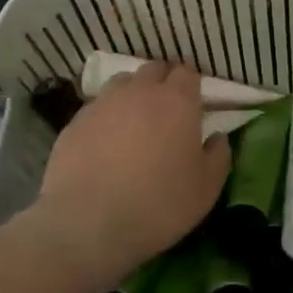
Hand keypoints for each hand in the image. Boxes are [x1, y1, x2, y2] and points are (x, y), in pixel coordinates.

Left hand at [34, 61, 228, 277]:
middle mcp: (140, 91)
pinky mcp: (75, 122)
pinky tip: (105, 142)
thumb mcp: (206, 188)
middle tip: (166, 109)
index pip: (187, 72)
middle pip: (154, 70)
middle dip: (162, 81)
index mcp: (177, 101)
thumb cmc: (159, 204)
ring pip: (122, 83)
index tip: (194, 103)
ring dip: (132, 94)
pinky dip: (106, 117)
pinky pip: (96, 108)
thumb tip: (217, 137)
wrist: (88, 223)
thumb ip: (218, 156)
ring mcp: (103, 103)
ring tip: (134, 121)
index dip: (191, 84)